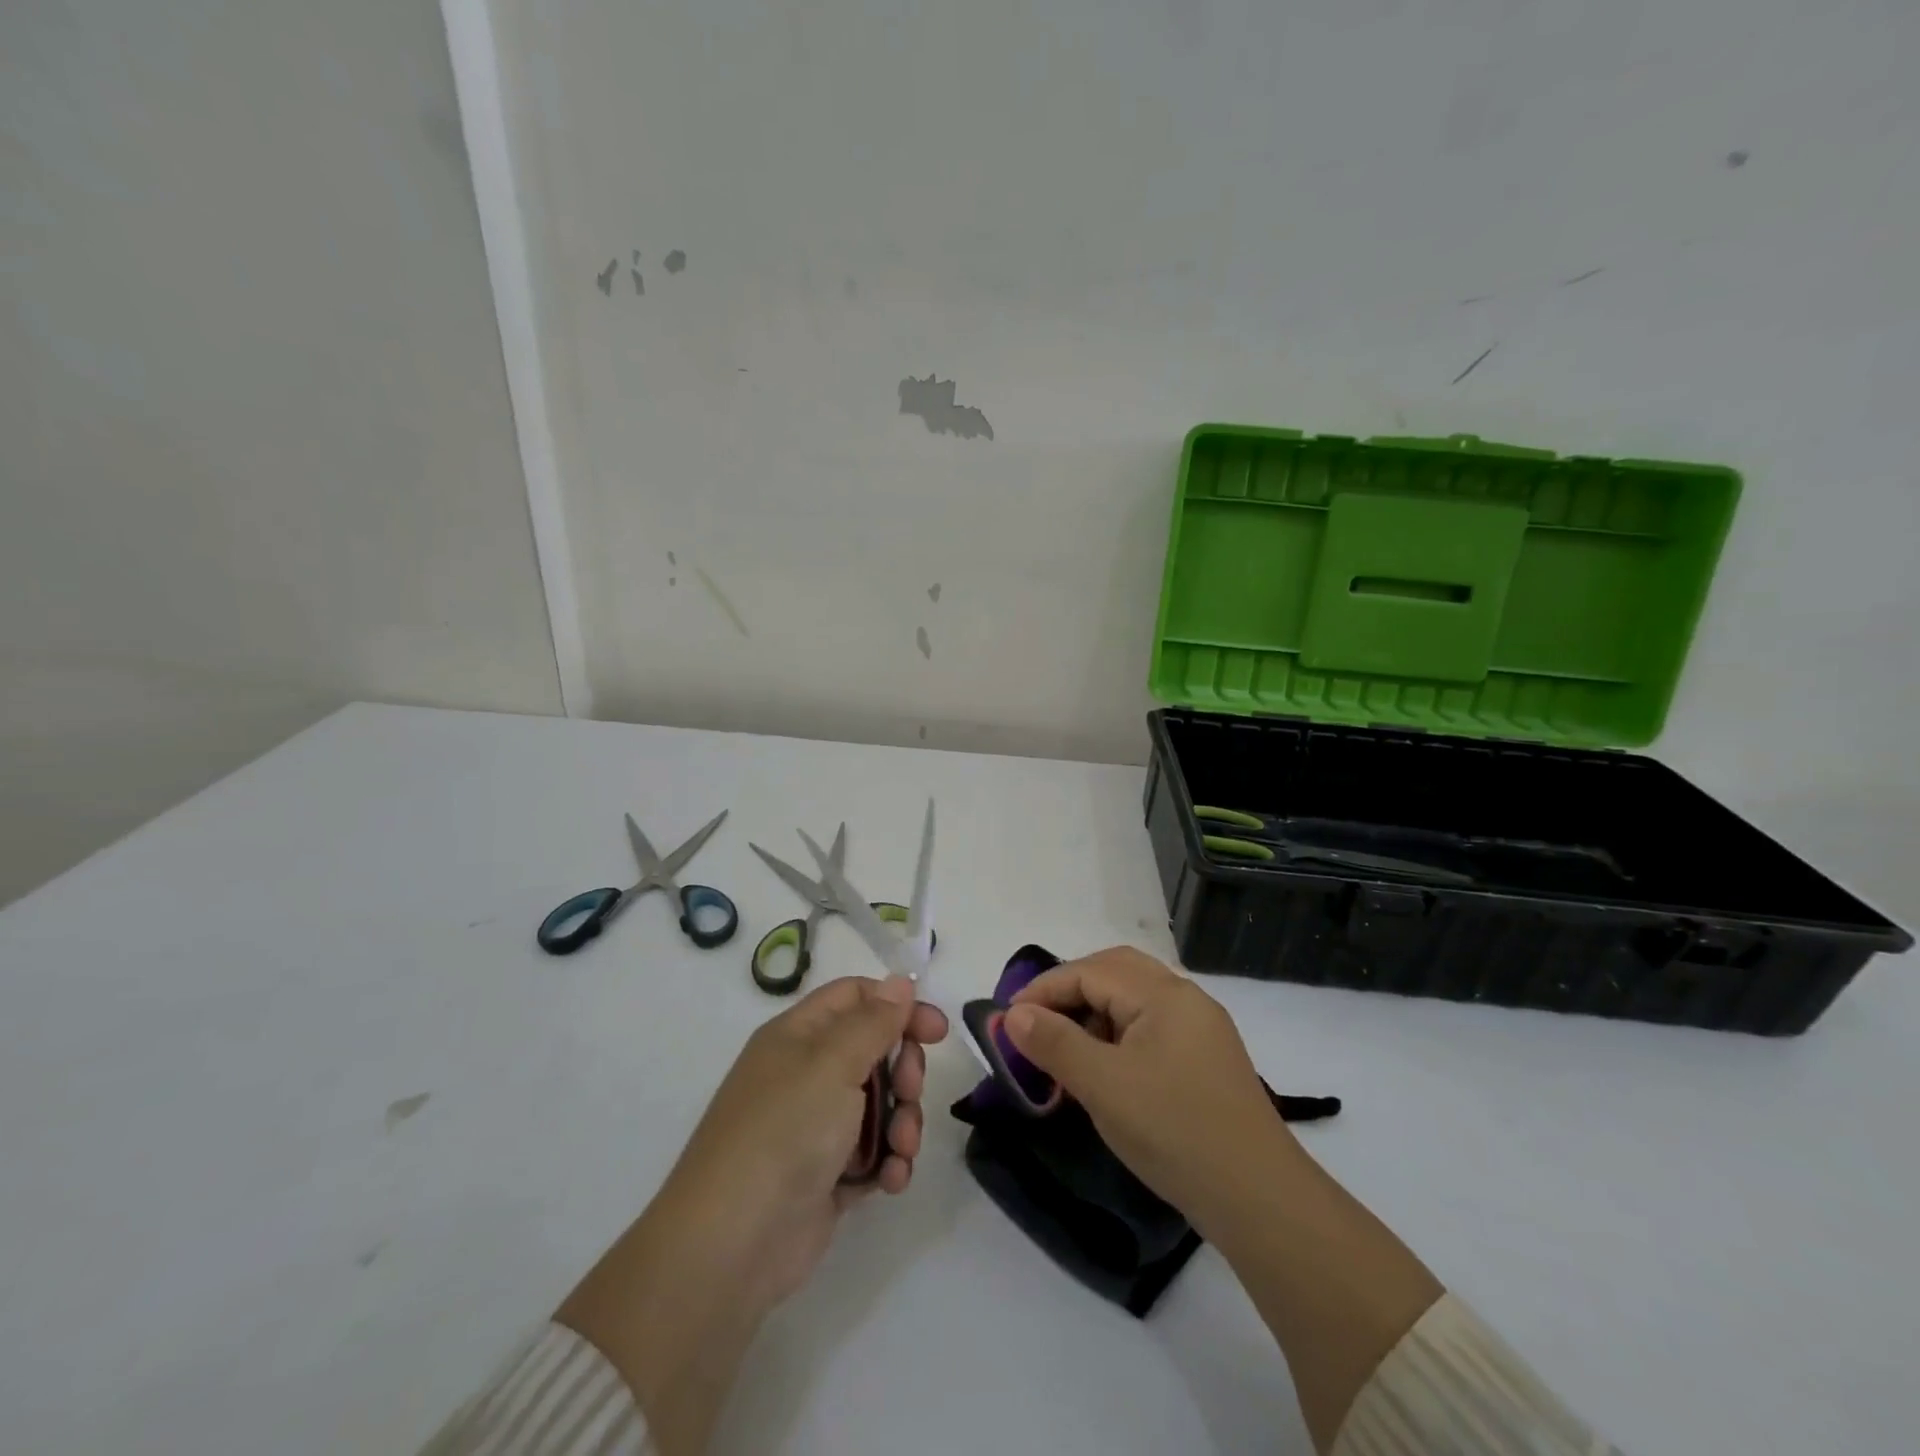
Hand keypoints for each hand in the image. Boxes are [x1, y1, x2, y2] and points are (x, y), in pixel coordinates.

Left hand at [558, 976, 947, 1453]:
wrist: (732, 1246)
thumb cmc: (784, 1132)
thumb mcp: (832, 1064)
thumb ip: (874, 1022)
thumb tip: (900, 981)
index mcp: (799, 1036)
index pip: (856, 998)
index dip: (897, 1006)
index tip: (936, 1031)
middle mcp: (806, 1074)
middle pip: (875, 1051)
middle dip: (904, 1070)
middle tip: (910, 1090)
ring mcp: (816, 1126)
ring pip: (880, 1104)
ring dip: (902, 1122)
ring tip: (901, 1149)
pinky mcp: (827, 1175)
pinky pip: (873, 1153)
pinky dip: (888, 1162)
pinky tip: (891, 1180)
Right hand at [1003, 946, 1293, 1234]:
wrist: (1259, 1199)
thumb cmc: (1174, 1131)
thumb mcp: (1103, 1086)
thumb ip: (1055, 1043)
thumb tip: (1014, 1014)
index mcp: (1164, 994)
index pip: (1090, 971)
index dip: (1044, 989)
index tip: (1007, 1019)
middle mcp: (1185, 998)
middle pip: (1115, 972)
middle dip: (1069, 990)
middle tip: (1035, 1021)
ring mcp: (1200, 1029)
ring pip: (1134, 999)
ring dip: (1093, 1012)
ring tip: (1064, 1048)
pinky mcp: (1206, 1060)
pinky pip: (1150, 1027)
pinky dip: (1117, 1034)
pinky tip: (1104, 1069)